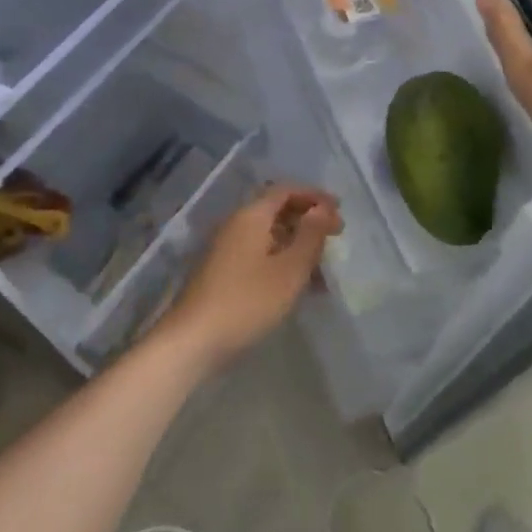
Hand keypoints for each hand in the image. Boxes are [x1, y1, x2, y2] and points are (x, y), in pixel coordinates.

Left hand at [160, 185, 342, 372]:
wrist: (192, 341)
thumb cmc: (247, 301)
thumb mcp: (289, 270)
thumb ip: (310, 235)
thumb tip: (323, 208)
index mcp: (251, 216)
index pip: (286, 190)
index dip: (314, 196)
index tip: (339, 210)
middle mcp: (235, 225)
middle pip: (276, 210)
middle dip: (308, 220)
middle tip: (335, 236)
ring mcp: (225, 249)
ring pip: (269, 236)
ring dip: (297, 245)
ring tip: (322, 271)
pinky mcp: (221, 272)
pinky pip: (259, 255)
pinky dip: (281, 262)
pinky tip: (297, 287)